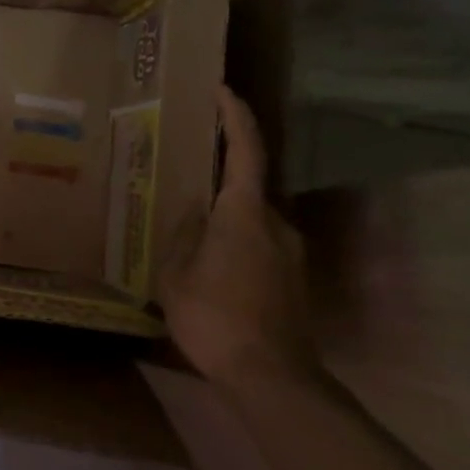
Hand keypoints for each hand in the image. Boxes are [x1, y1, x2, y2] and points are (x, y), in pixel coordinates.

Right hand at [160, 87, 317, 392]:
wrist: (272, 378)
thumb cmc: (216, 318)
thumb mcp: (176, 274)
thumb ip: (183, 235)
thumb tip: (193, 212)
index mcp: (245, 213)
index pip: (246, 150)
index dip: (235, 116)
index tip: (221, 91)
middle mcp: (276, 224)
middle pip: (247, 186)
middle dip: (218, 178)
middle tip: (182, 177)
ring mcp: (290, 253)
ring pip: (251, 218)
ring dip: (224, 216)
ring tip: (189, 228)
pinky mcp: (293, 279)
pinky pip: (258, 243)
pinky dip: (234, 240)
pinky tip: (209, 264)